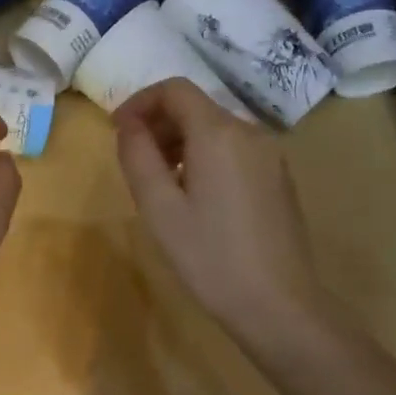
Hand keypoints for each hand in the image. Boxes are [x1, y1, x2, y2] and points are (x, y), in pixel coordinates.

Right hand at [114, 79, 330, 350]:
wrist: (278, 304)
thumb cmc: (209, 256)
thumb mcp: (158, 207)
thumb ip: (137, 155)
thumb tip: (128, 124)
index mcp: (218, 133)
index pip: (174, 89)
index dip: (139, 102)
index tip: (117, 131)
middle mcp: (249, 132)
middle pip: (196, 107)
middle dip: (159, 123)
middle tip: (134, 160)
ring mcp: (270, 155)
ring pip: (215, 129)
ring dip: (180, 141)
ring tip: (160, 182)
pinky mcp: (278, 177)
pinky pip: (234, 149)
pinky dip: (205, 156)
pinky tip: (194, 196)